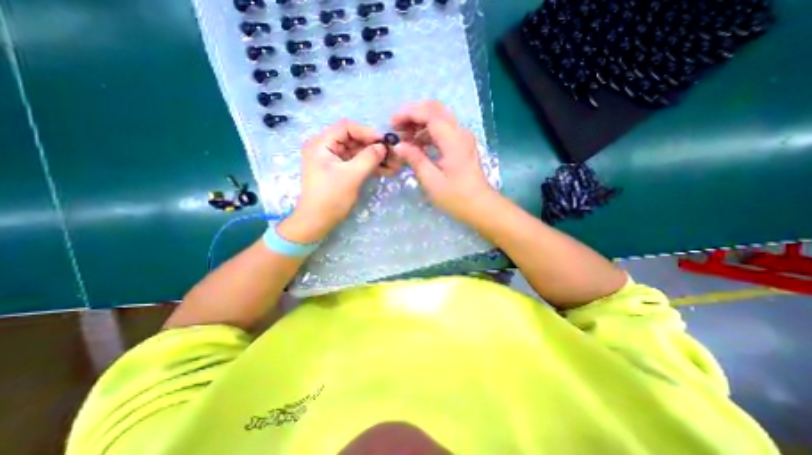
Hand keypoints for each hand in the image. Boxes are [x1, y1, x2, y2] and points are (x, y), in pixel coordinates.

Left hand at [280, 119, 385, 243]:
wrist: (317, 222)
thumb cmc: (331, 198)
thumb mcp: (351, 176)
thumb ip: (368, 158)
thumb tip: (383, 146)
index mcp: (321, 144)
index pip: (346, 127)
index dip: (367, 132)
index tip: (385, 141)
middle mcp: (326, 148)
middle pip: (353, 139)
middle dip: (374, 147)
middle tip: (392, 154)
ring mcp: (333, 160)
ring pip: (357, 152)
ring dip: (375, 157)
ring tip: (394, 164)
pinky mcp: (340, 171)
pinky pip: (356, 163)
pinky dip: (370, 166)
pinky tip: (386, 170)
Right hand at [392, 101, 498, 225]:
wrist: (480, 206)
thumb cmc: (456, 197)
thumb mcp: (431, 180)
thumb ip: (415, 159)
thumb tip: (398, 146)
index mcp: (453, 139)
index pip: (429, 113)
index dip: (408, 114)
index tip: (392, 124)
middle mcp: (460, 132)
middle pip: (435, 110)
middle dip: (413, 115)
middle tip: (397, 129)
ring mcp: (463, 138)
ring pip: (439, 119)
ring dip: (420, 124)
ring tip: (405, 139)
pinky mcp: (462, 146)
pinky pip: (443, 131)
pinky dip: (428, 133)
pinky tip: (418, 145)